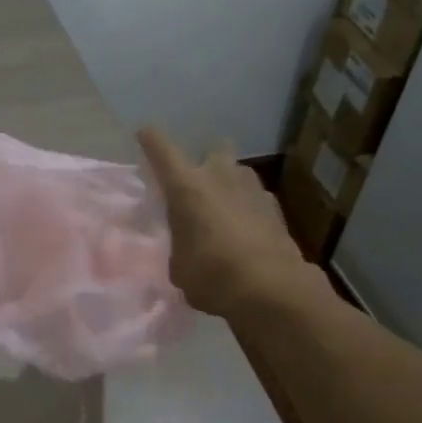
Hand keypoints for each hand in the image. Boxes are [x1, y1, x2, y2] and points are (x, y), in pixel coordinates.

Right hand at [138, 127, 308, 318]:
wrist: (272, 288)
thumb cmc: (211, 275)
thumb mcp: (178, 267)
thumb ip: (180, 246)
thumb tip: (186, 247)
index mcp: (186, 186)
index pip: (161, 149)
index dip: (151, 140)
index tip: (145, 134)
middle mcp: (219, 176)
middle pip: (213, 149)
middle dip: (207, 160)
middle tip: (200, 185)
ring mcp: (252, 188)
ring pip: (238, 173)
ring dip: (230, 186)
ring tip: (224, 213)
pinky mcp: (276, 207)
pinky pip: (256, 198)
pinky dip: (249, 209)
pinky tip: (247, 232)